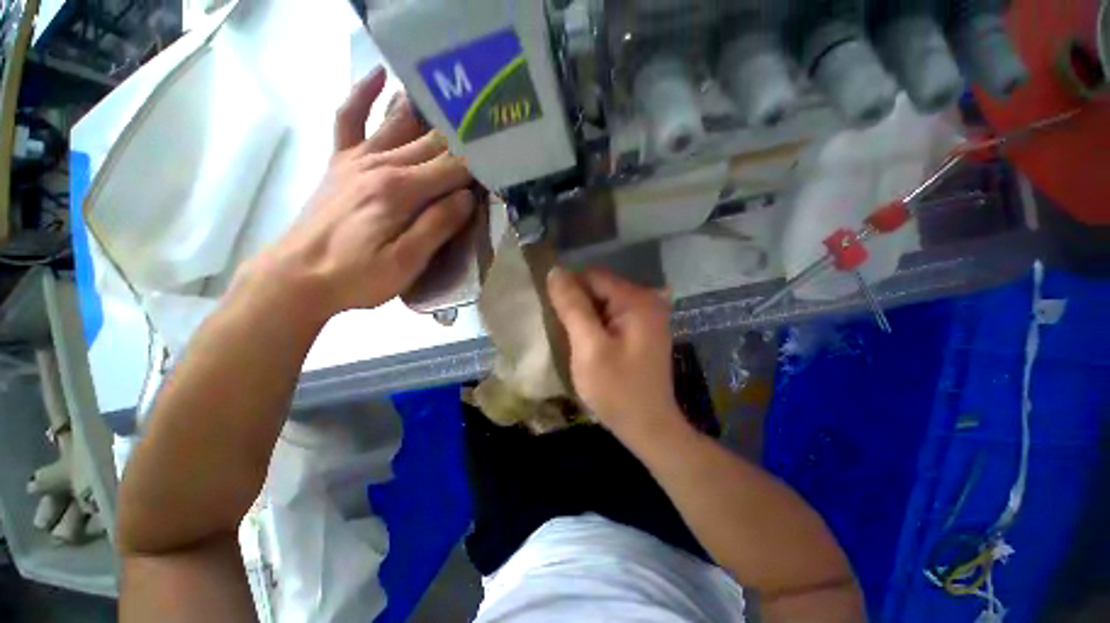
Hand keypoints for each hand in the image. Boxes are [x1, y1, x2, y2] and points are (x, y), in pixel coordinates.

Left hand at [240, 67, 474, 322]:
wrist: (297, 276)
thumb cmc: (357, 276)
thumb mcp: (407, 262)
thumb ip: (438, 226)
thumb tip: (467, 197)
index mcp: (401, 191)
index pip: (453, 169)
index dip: (479, 167)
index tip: (499, 167)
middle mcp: (382, 164)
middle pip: (433, 145)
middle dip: (463, 141)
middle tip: (488, 137)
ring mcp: (357, 159)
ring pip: (400, 126)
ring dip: (429, 114)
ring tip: (455, 104)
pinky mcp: (340, 163)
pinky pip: (349, 119)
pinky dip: (362, 94)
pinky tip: (379, 75)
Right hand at [547, 267, 684, 438]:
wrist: (648, 426)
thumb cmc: (617, 389)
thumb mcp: (589, 347)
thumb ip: (572, 307)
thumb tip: (555, 272)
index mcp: (637, 300)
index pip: (592, 276)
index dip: (568, 288)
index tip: (551, 312)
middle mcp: (646, 300)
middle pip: (599, 287)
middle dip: (576, 303)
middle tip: (562, 330)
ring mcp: (646, 315)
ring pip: (603, 301)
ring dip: (584, 314)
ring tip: (572, 338)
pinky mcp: (641, 329)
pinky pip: (610, 314)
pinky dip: (595, 323)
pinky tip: (586, 342)